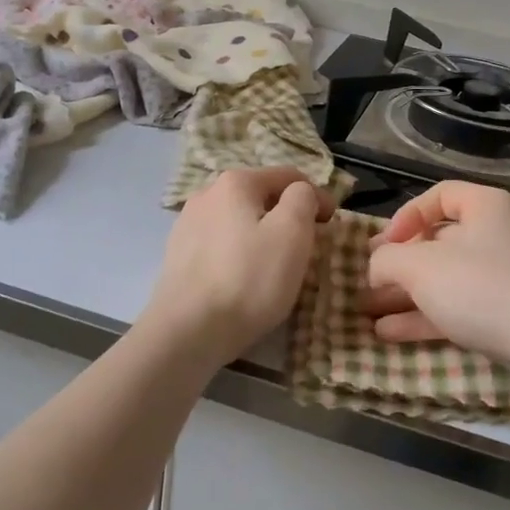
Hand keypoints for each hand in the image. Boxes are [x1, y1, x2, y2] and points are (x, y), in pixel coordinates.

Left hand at [148, 167, 331, 364]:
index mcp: (236, 182)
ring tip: (274, 267)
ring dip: (262, 235)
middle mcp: (207, 194)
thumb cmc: (248, 278)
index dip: (318, 197)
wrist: (186, 332)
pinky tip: (243, 280)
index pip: (289, 177)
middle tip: (306, 248)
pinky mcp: (177, 256)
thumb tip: (300, 193)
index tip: (332, 225)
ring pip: (240, 221)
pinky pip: (221, 245)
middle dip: (287, 216)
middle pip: (262, 197)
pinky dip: (239, 254)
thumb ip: (303, 198)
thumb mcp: (292, 232)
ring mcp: (187, 224)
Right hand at [364, 181, 509, 369]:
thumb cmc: (482, 287)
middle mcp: (497, 234)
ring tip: (368, 312)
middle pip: (439, 241)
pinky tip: (390, 334)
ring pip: (446, 279)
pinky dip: (427, 317)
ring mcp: (506, 276)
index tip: (382, 245)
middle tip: (367, 282)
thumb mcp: (421, 267)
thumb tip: (376, 264)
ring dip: (406, 295)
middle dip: (399, 264)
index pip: (438, 195)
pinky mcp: (509, 314)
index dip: (404, 216)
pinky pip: (460, 307)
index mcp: (485, 206)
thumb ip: (388, 259)